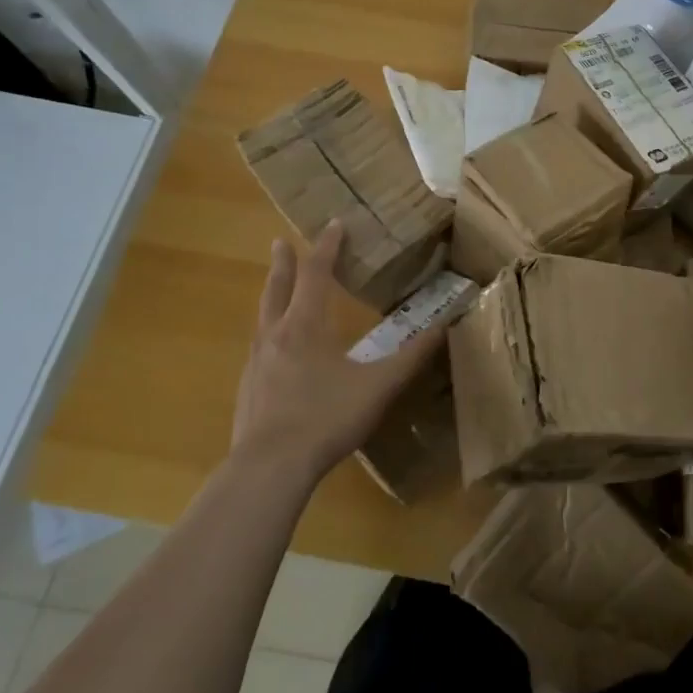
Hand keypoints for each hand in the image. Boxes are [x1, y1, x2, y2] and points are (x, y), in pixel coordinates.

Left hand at [232, 222, 448, 487]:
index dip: (327, 247)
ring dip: (272, 295)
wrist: (269, 468)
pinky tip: (274, 350)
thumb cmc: (326, 418)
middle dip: (284, 263)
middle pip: (278, 289)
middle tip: (280, 242)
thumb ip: (411, 357)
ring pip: (263, 317)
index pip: (317, 274)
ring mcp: (256, 362)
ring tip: (277, 289)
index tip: (334, 224)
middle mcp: (276, 335)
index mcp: (306, 325)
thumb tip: (444, 327)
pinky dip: (268, 332)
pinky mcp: (248, 388)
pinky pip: (259, 346)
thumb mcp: (379, 386)